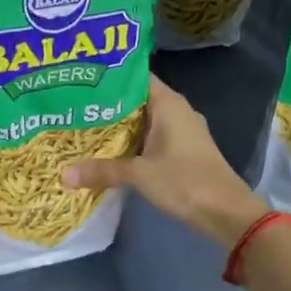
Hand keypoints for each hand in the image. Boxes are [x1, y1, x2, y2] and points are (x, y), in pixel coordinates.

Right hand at [61, 75, 267, 246]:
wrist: (227, 213)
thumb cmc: (185, 181)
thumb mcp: (139, 175)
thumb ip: (102, 170)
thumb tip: (63, 174)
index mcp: (169, 103)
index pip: (136, 77)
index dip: (111, 77)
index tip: (82, 79)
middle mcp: (177, 110)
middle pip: (138, 99)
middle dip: (109, 104)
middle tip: (75, 105)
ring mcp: (183, 131)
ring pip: (146, 120)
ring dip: (121, 125)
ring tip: (85, 125)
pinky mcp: (185, 150)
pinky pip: (154, 136)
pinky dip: (134, 140)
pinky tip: (112, 150)